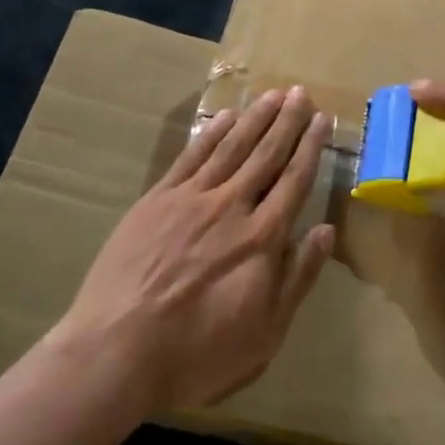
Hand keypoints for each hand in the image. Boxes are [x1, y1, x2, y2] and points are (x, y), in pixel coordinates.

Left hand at [53, 88, 334, 411]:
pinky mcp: (156, 201)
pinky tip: (224, 117)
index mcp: (262, 237)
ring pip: (231, 147)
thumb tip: (327, 231)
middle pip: (266, 154)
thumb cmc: (197, 352)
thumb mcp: (265, 334)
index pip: (295, 180)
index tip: (323, 119)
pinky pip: (190, 157)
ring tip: (273, 95)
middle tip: (301, 92)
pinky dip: (210, 133)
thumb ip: (298, 278)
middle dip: (287, 121)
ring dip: (254, 118)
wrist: (116, 351)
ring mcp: (191, 199)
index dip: (311, 147)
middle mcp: (231, 206)